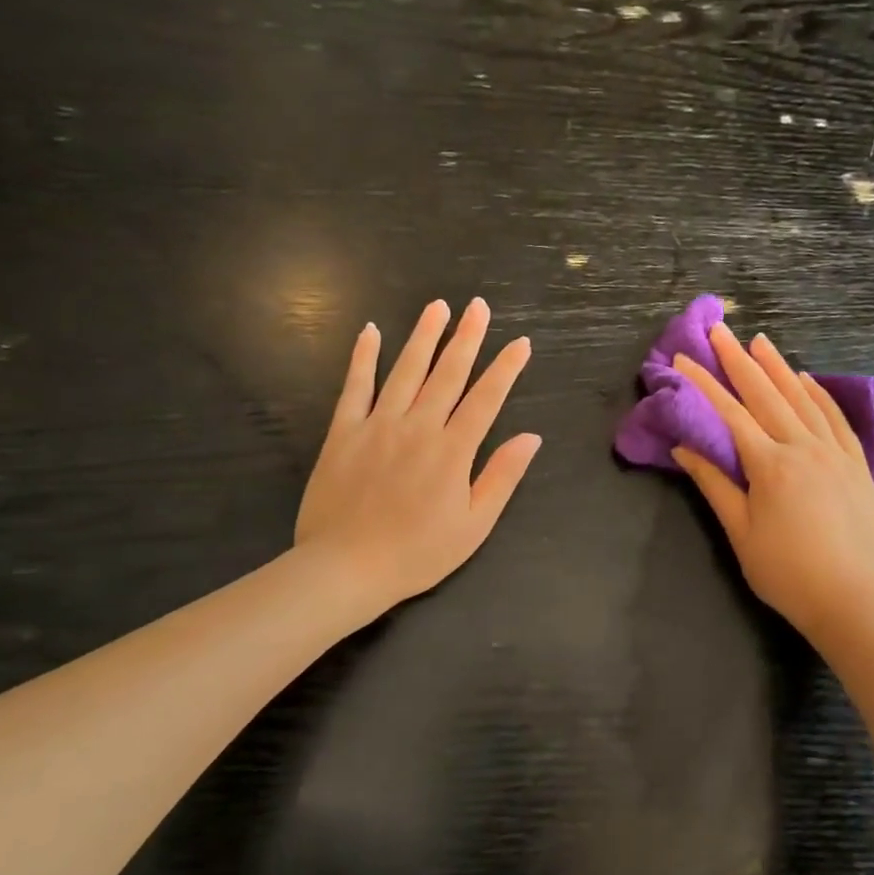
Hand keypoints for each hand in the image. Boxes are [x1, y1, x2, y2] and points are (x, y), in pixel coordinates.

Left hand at [296, 298, 540, 613]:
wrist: (346, 568)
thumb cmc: (417, 553)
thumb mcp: (474, 526)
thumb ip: (502, 477)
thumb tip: (530, 437)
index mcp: (452, 451)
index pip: (485, 399)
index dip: (505, 369)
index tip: (520, 342)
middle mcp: (417, 427)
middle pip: (447, 374)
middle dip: (466, 337)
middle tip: (478, 306)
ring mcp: (377, 425)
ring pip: (405, 371)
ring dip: (423, 337)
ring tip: (437, 306)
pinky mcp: (343, 432)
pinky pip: (354, 387)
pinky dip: (363, 358)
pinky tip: (370, 332)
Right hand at [672, 324, 873, 644]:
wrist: (855, 600)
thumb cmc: (787, 572)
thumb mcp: (741, 533)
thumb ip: (714, 484)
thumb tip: (684, 448)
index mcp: (770, 464)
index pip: (730, 413)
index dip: (703, 383)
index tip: (683, 358)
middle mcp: (803, 447)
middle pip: (766, 394)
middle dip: (739, 360)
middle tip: (720, 330)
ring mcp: (835, 452)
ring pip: (802, 398)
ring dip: (779, 367)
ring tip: (760, 341)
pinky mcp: (857, 464)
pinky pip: (836, 418)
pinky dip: (819, 394)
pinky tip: (807, 379)